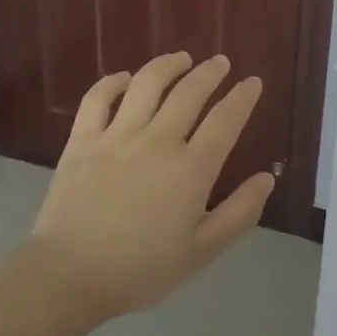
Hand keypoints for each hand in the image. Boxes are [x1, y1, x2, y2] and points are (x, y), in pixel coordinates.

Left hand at [26, 53, 274, 317]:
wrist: (69, 277)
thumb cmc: (141, 269)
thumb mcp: (203, 251)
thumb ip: (240, 212)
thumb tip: (267, 178)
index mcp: (191, 169)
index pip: (225, 120)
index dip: (242, 97)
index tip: (252, 82)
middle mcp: (158, 141)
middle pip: (189, 92)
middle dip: (210, 72)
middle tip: (221, 62)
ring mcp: (117, 137)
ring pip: (146, 84)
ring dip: (168, 65)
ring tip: (181, 59)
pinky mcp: (82, 141)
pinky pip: (98, 99)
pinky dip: (113, 82)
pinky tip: (125, 78)